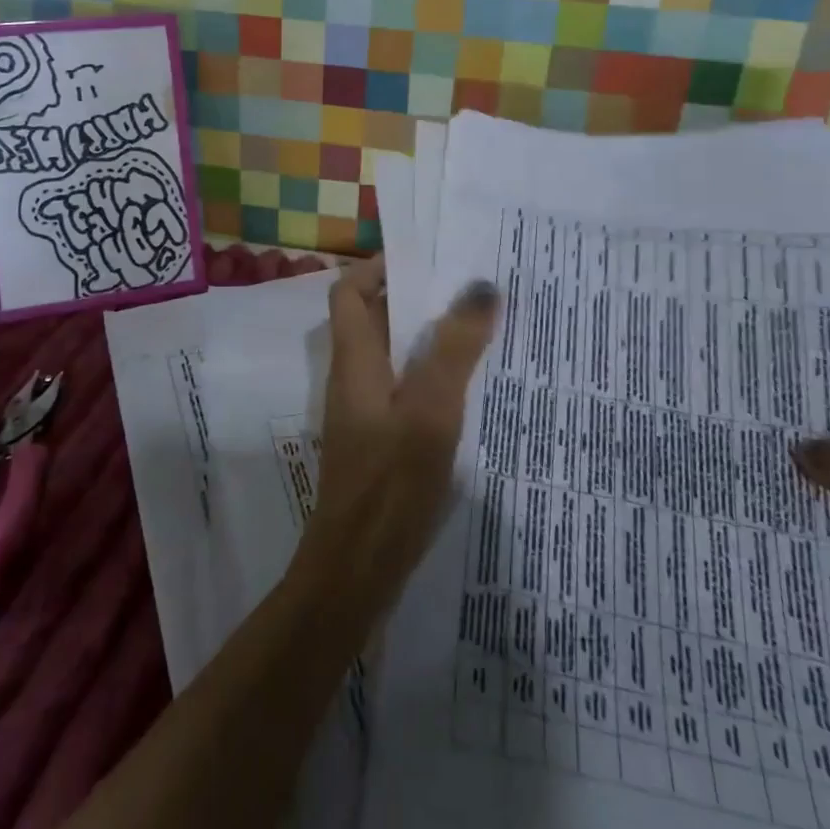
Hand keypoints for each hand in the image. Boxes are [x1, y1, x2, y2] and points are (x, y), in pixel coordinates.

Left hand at [289, 256, 499, 622]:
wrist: (357, 570)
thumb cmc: (391, 484)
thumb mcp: (430, 410)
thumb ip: (454, 349)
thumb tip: (480, 286)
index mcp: (355, 360)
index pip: (348, 291)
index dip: (378, 267)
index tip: (426, 258)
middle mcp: (354, 379)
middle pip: (374, 319)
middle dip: (416, 298)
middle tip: (470, 289)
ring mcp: (364, 412)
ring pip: (393, 355)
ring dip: (429, 338)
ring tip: (480, 329)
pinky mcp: (378, 442)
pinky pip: (404, 389)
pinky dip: (431, 376)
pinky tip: (471, 389)